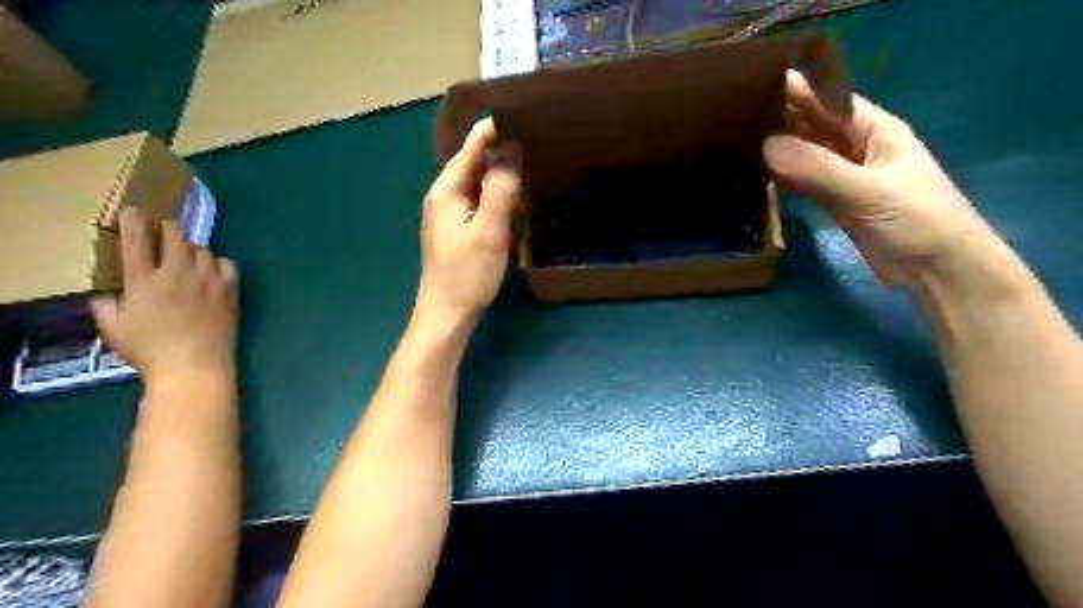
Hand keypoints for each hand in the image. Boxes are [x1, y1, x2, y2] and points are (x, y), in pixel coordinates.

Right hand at [89, 210, 236, 384]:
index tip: (133, 211)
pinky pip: (227, 264)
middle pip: (175, 236)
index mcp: (145, 281)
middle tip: (163, 231)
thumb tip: (106, 293)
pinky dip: (218, 263)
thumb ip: (106, 305)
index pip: (137, 240)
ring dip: (192, 249)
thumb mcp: (114, 329)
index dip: (134, 221)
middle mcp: (178, 274)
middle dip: (167, 228)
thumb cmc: (150, 351)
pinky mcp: (230, 290)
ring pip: (202, 249)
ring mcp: (209, 281)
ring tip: (186, 258)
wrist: (196, 366)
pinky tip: (212, 271)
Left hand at [415, 118, 522, 328]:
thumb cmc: (468, 273)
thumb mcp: (490, 228)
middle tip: (539, 146)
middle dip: (504, 155)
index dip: (497, 130)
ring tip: (533, 173)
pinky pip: (480, 204)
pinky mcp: (458, 230)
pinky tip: (517, 208)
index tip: (528, 119)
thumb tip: (512, 147)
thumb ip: (500, 186)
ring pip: (480, 185)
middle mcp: (444, 195)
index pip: (473, 145)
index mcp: (447, 188)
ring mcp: (450, 213)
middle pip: (476, 163)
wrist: (447, 314)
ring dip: (504, 181)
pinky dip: (499, 202)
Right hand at [760, 69, 987, 285]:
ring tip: (739, 139)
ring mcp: (846, 176)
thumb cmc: (918, 221)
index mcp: (876, 130)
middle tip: (737, 114)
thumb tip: (767, 145)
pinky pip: (805, 181)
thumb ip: (819, 169)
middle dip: (782, 117)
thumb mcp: (868, 191)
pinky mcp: (836, 202)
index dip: (797, 90)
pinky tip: (760, 172)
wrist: (937, 271)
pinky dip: (784, 176)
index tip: (756, 85)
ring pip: (807, 153)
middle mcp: (859, 147)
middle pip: (815, 125)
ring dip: (779, 147)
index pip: (830, 100)